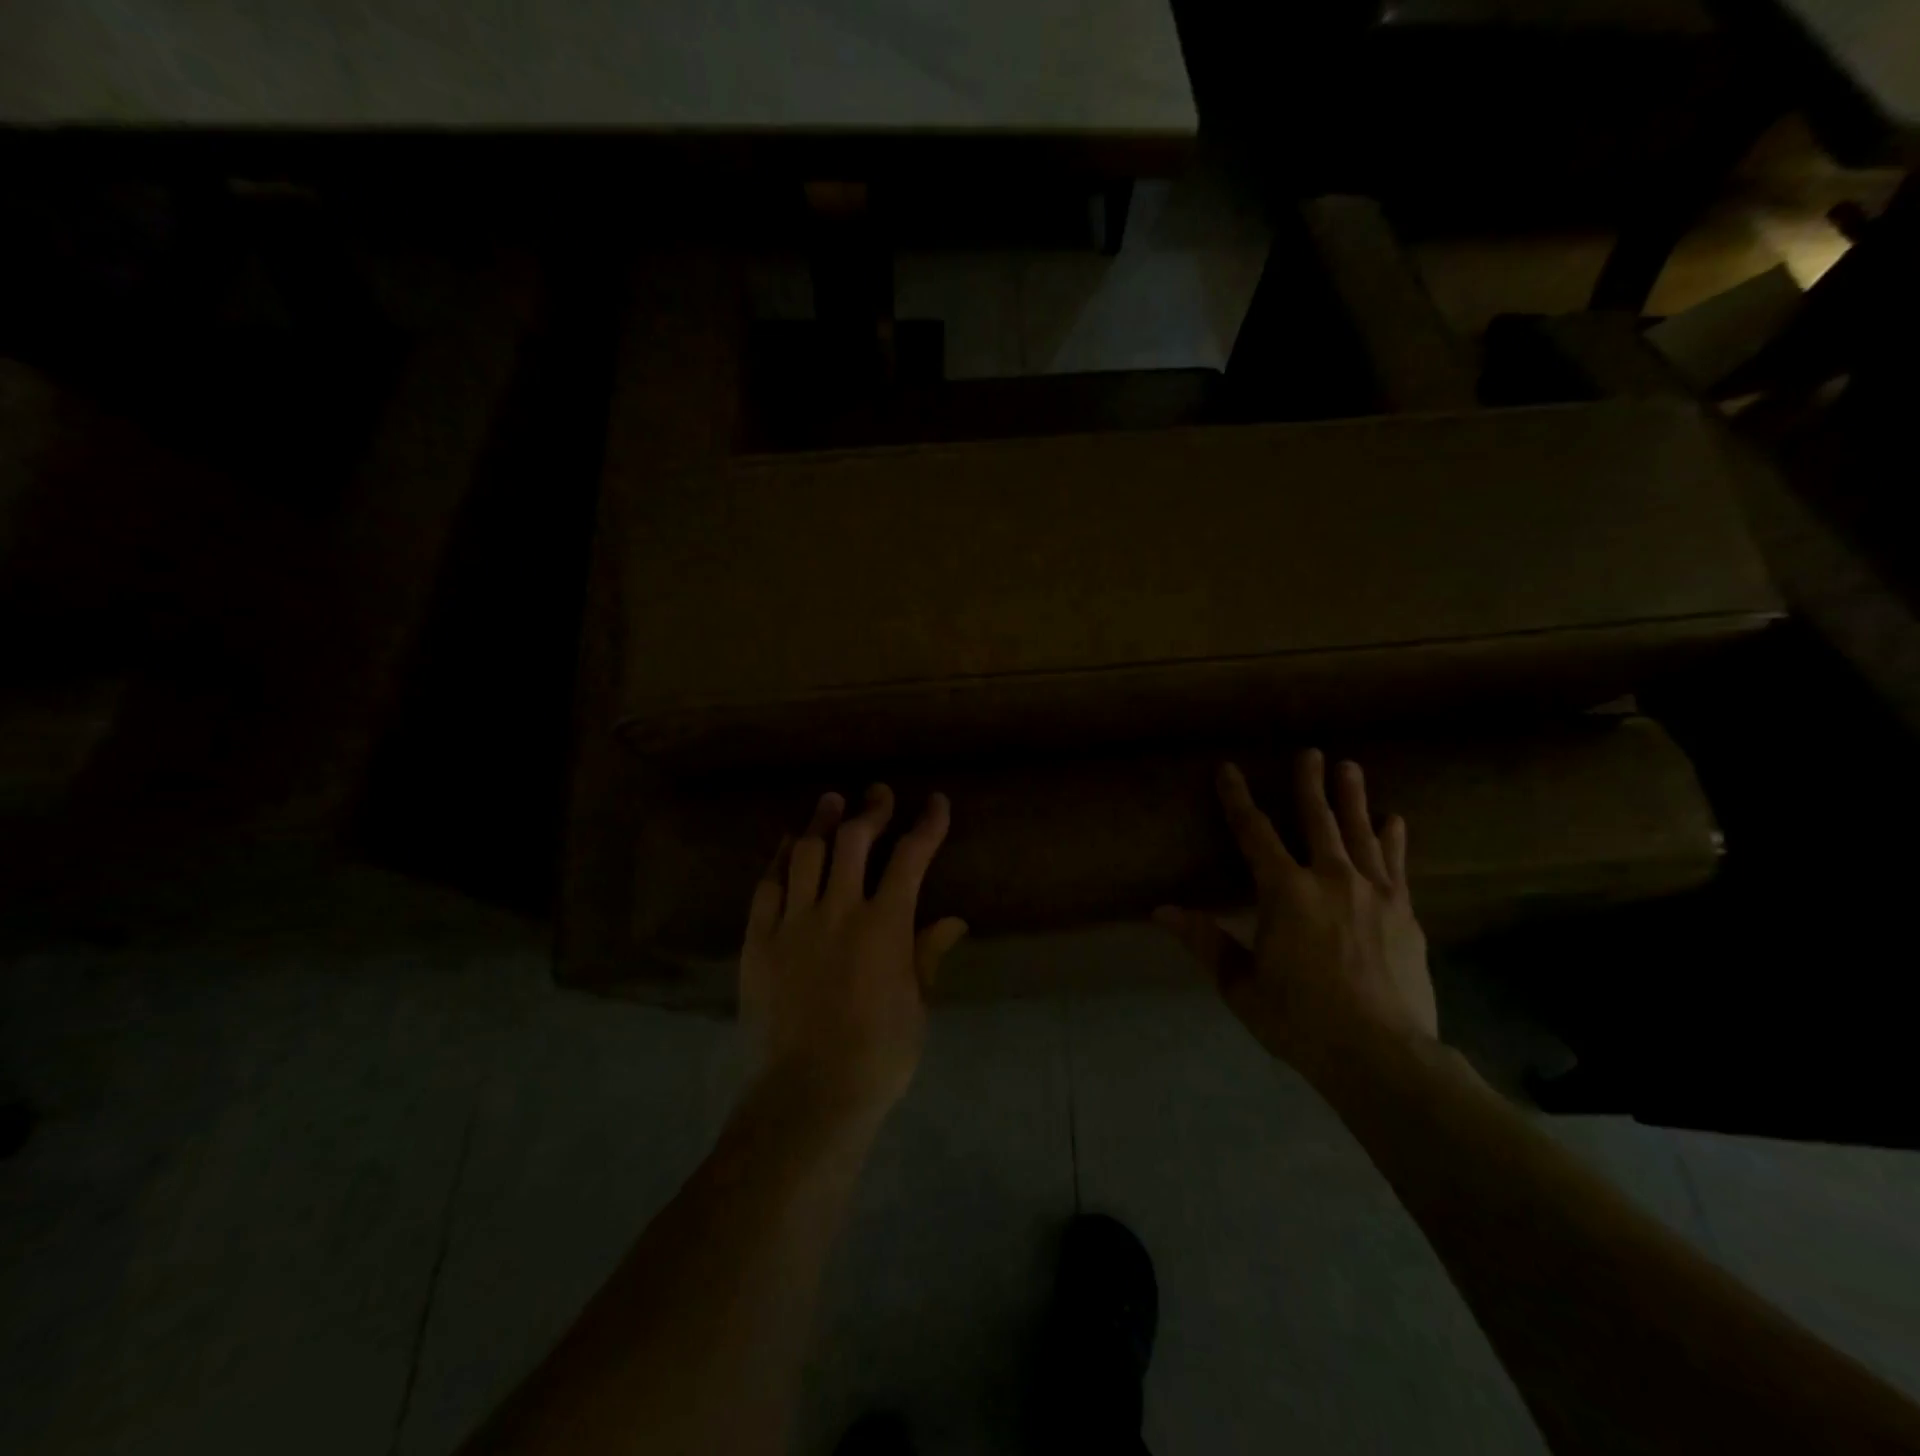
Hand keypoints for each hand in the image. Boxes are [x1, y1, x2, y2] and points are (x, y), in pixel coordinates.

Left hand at [740, 785, 968, 1123]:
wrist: (806, 1097)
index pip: (911, 858)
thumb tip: (953, 920)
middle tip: (878, 794)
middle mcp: (838, 910)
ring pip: (808, 853)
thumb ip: (927, 956)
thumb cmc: (877, 1058)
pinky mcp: (758, 941)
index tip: (936, 803)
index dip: (927, 825)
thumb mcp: (916, 1008)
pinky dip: (780, 858)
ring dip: (822, 821)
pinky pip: (767, 886)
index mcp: (885, 926)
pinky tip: (789, 844)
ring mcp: (793, 922)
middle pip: (854, 840)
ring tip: (831, 801)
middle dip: (871, 810)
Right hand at [1156, 750, 1436, 1076]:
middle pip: (1317, 820)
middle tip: (1312, 752)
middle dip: (1310, 784)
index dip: (1237, 799)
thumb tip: (1160, 911)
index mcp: (1284, 892)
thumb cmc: (1300, 1019)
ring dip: (1353, 799)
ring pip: (1360, 833)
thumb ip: (1205, 942)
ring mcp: (1373, 893)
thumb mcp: (1241, 985)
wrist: (1382, 1055)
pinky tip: (1395, 820)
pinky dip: (1393, 839)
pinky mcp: (1404, 913)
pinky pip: (1396, 865)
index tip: (1228, 769)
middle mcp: (1330, 879)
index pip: (1253, 833)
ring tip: (1350, 767)